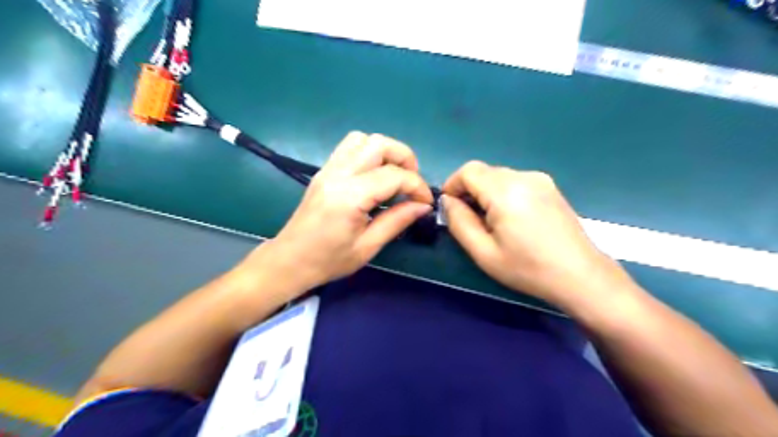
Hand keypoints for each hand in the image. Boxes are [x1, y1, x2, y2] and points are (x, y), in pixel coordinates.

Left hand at [242, 131, 431, 291]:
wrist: (289, 261)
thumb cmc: (328, 260)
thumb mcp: (367, 247)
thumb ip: (397, 221)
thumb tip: (423, 206)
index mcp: (349, 197)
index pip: (393, 176)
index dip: (417, 186)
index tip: (425, 202)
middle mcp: (338, 175)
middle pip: (378, 143)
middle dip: (404, 157)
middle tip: (412, 182)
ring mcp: (328, 169)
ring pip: (362, 139)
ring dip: (385, 151)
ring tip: (394, 175)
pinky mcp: (323, 171)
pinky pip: (349, 147)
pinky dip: (369, 153)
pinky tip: (374, 176)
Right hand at [440, 161, 626, 306]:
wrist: (581, 276)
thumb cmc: (528, 268)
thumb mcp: (483, 252)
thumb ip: (459, 222)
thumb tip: (448, 201)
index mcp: (505, 191)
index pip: (468, 171)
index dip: (453, 185)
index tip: (451, 208)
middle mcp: (523, 176)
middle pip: (484, 172)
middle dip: (469, 190)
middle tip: (470, 220)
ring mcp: (540, 180)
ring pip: (500, 176)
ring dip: (486, 192)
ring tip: (492, 222)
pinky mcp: (550, 187)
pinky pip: (516, 181)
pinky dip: (503, 193)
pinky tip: (512, 219)